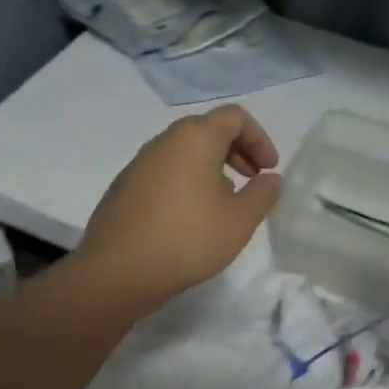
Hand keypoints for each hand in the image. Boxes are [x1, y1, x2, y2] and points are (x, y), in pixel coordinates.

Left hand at [76, 106, 283, 311]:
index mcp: (195, 138)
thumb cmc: (187, 239)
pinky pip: (165, 172)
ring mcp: (139, 163)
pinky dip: (187, 182)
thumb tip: (270, 179)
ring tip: (224, 203)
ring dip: (211, 168)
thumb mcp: (240, 220)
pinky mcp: (124, 186)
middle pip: (208, 130)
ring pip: (185, 152)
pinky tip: (190, 218)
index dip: (260, 138)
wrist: (117, 271)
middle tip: (252, 181)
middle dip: (237, 151)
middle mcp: (164, 140)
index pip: (235, 117)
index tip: (268, 170)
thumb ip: (263, 194)